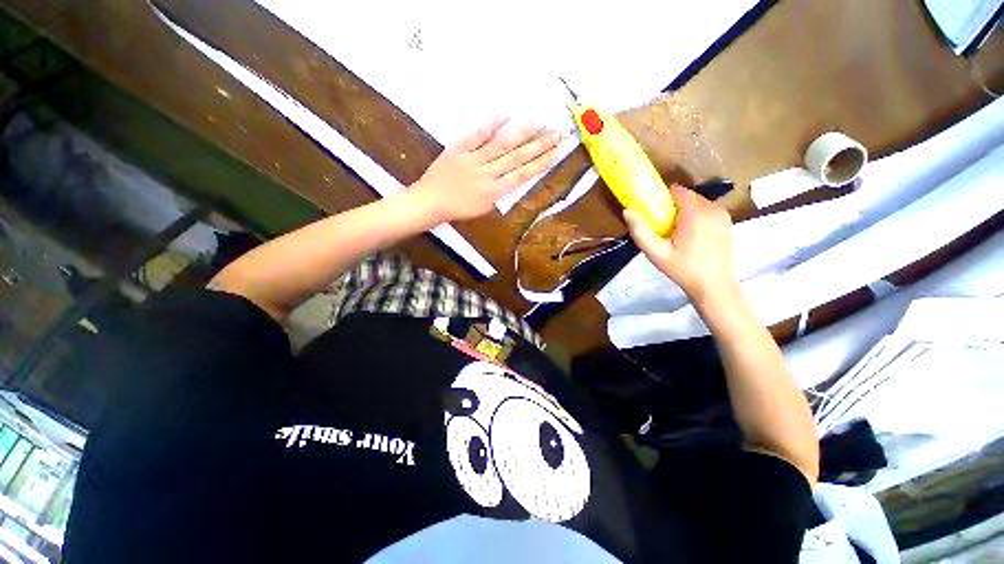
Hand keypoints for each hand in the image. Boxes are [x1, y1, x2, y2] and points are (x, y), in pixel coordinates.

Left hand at [410, 118, 559, 221]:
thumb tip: (515, 177)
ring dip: (522, 133)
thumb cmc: (458, 209)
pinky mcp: (460, 149)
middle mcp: (488, 175)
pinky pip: (477, 135)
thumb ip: (500, 192)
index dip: (541, 162)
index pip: (523, 175)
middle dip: (539, 145)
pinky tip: (507, 115)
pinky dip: (492, 124)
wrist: (430, 202)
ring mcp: (474, 160)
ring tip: (540, 122)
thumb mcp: (484, 208)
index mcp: (495, 192)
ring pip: (502, 145)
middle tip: (557, 132)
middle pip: (517, 157)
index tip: (556, 152)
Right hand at [623, 185, 737, 303]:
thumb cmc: (683, 269)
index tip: (654, 211)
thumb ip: (640, 231)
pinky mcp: (728, 223)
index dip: (663, 197)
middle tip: (663, 226)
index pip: (678, 191)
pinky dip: (698, 217)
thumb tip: (627, 211)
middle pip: (688, 196)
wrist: (714, 286)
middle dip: (674, 206)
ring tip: (677, 233)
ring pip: (699, 203)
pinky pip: (708, 211)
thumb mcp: (656, 253)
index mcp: (695, 213)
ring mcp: (723, 215)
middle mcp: (713, 209)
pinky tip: (692, 236)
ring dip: (686, 211)